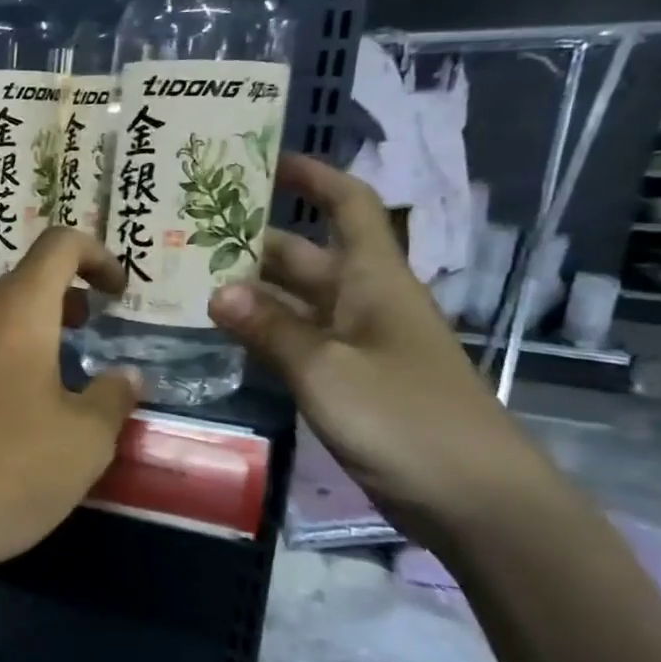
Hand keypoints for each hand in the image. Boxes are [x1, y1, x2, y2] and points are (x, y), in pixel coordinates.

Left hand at [0, 227, 141, 583]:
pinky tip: (17, 401)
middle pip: (23, 279)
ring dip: (34, 324)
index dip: (96, 254)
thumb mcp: (85, 441)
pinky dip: (4, 349)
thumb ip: (114, 397)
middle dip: (66, 294)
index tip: (118, 291)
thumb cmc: (10, 471)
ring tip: (62, 365)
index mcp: (15, 313)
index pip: (58, 246)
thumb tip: (126, 376)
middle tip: (94, 327)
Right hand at [208, 154, 557, 547]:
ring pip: (295, 301)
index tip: (264, 160)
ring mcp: (356, 345)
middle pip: (306, 255)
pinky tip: (218, 335)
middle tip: (187, 232)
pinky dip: (260, 333)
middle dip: (253, 239)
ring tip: (184, 279)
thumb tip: (216, 290)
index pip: (350, 207)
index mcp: (374, 282)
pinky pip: (296, 342)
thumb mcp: (329, 371)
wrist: (476, 502)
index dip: (314, 177)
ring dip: (249, 289)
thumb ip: (271, 330)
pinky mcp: (348, 381)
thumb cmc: (407, 421)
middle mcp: (364, 303)